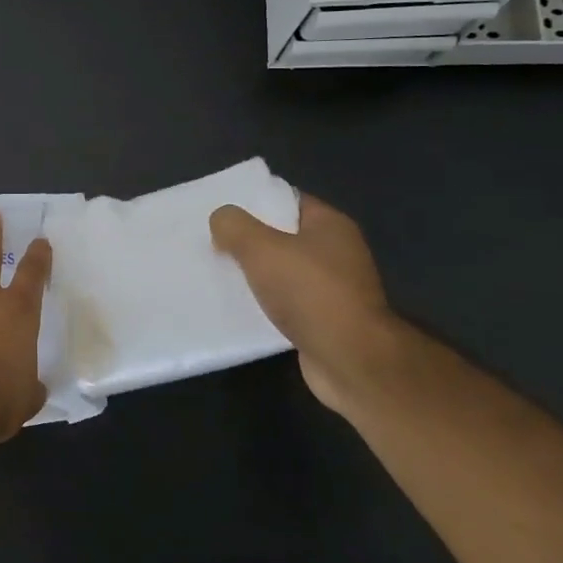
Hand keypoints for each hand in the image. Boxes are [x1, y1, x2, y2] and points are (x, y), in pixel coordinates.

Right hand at [210, 194, 402, 415]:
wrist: (350, 361)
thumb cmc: (310, 293)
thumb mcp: (261, 248)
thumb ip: (234, 226)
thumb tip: (221, 219)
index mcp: (330, 225)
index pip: (288, 201)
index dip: (255, 202)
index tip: (222, 211)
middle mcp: (337, 253)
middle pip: (283, 236)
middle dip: (248, 240)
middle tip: (212, 241)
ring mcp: (333, 289)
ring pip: (282, 272)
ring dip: (254, 274)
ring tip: (217, 273)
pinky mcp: (324, 321)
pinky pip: (286, 302)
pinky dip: (264, 303)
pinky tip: (238, 306)